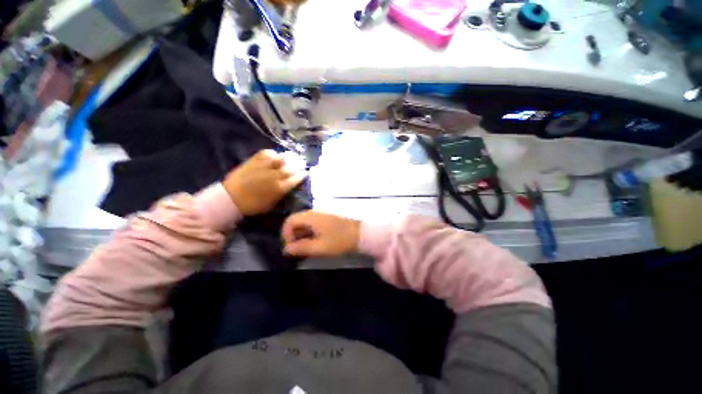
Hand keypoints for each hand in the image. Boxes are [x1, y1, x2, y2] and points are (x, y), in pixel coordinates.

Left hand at [224, 150, 305, 215]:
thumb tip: (290, 187)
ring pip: (281, 158)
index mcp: (280, 188)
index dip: (302, 175)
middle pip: (291, 167)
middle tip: (300, 164)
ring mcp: (265, 166)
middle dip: (298, 165)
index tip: (304, 173)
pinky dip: (273, 154)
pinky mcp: (254, 161)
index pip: (297, 178)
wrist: (231, 198)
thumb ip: (283, 194)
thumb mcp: (272, 204)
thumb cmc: (253, 205)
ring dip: (287, 158)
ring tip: (289, 158)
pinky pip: (267, 153)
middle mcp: (275, 175)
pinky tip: (274, 156)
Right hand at [282, 211, 360, 256]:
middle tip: (297, 250)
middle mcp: (314, 213)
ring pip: (303, 223)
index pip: (289, 221)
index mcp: (311, 217)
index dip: (285, 234)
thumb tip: (286, 249)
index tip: (290, 247)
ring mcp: (320, 216)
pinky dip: (308, 233)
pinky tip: (313, 243)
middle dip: (292, 236)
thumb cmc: (340, 240)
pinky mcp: (326, 220)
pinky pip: (311, 224)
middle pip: (295, 221)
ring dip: (300, 235)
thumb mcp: (320, 247)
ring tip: (305, 248)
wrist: (360, 234)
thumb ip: (301, 247)